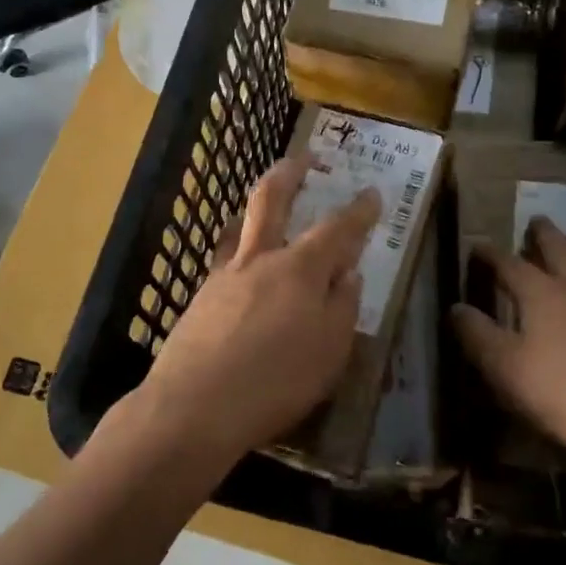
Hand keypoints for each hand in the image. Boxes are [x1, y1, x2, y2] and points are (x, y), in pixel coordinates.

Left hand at [125, 155, 381, 465]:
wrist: (194, 406)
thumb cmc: (275, 382)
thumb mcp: (329, 353)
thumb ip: (342, 308)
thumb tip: (349, 275)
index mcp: (300, 270)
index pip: (337, 229)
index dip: (358, 211)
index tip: (372, 193)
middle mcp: (260, 259)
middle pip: (271, 200)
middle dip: (289, 173)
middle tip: (303, 158)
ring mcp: (224, 275)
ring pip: (239, 226)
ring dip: (253, 208)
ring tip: (264, 203)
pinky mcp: (200, 299)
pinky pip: (223, 260)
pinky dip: (238, 251)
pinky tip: (241, 270)